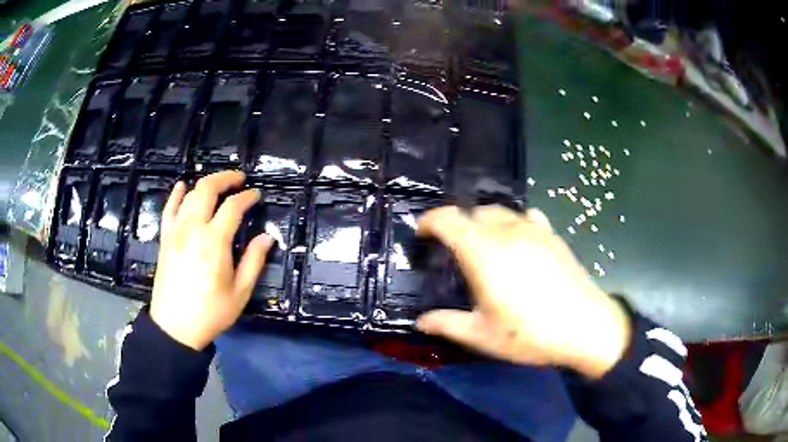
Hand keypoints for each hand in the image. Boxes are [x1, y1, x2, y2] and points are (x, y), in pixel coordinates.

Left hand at [150, 171, 273, 350]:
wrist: (175, 327)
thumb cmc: (211, 312)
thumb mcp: (240, 292)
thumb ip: (254, 261)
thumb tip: (267, 237)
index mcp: (214, 241)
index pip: (232, 207)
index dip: (246, 197)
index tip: (256, 195)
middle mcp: (192, 228)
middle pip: (207, 189)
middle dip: (225, 178)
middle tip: (239, 179)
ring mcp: (175, 231)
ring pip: (189, 195)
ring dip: (205, 183)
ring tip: (218, 183)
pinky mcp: (165, 238)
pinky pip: (168, 209)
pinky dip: (176, 194)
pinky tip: (182, 186)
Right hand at [415, 206, 630, 378]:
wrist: (585, 327)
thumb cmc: (530, 334)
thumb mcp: (482, 335)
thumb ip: (447, 325)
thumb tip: (421, 322)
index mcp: (484, 252)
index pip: (449, 219)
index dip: (430, 221)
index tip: (421, 233)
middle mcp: (507, 232)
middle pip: (474, 211)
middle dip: (457, 223)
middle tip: (451, 247)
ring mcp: (534, 230)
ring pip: (500, 211)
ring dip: (483, 221)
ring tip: (482, 245)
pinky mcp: (553, 236)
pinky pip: (526, 217)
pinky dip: (512, 223)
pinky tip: (517, 242)